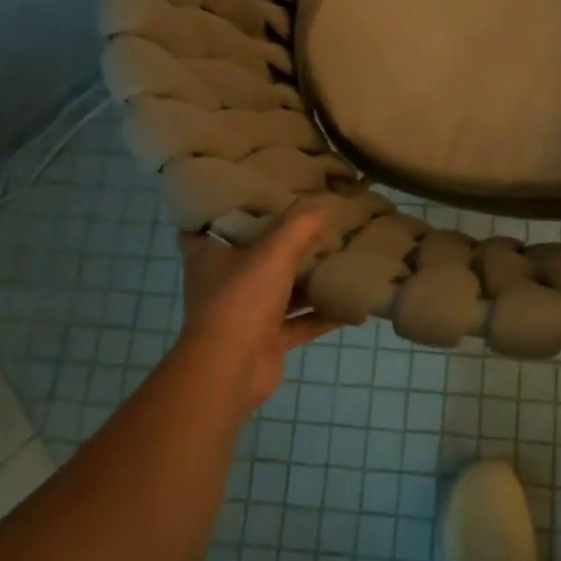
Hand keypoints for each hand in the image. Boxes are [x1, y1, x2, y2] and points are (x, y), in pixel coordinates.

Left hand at [176, 203, 344, 416]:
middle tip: (312, 218)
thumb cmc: (242, 298)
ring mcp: (245, 313)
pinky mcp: (266, 339)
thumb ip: (300, 225)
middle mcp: (224, 281)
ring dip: (305, 278)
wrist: (232, 370)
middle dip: (281, 241)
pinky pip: (300, 321)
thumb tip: (323, 204)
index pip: (212, 222)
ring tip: (338, 255)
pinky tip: (350, 303)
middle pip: (253, 254)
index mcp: (210, 255)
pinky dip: (322, 314)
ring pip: (280, 288)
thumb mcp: (274, 252)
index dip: (231, 206)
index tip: (257, 190)